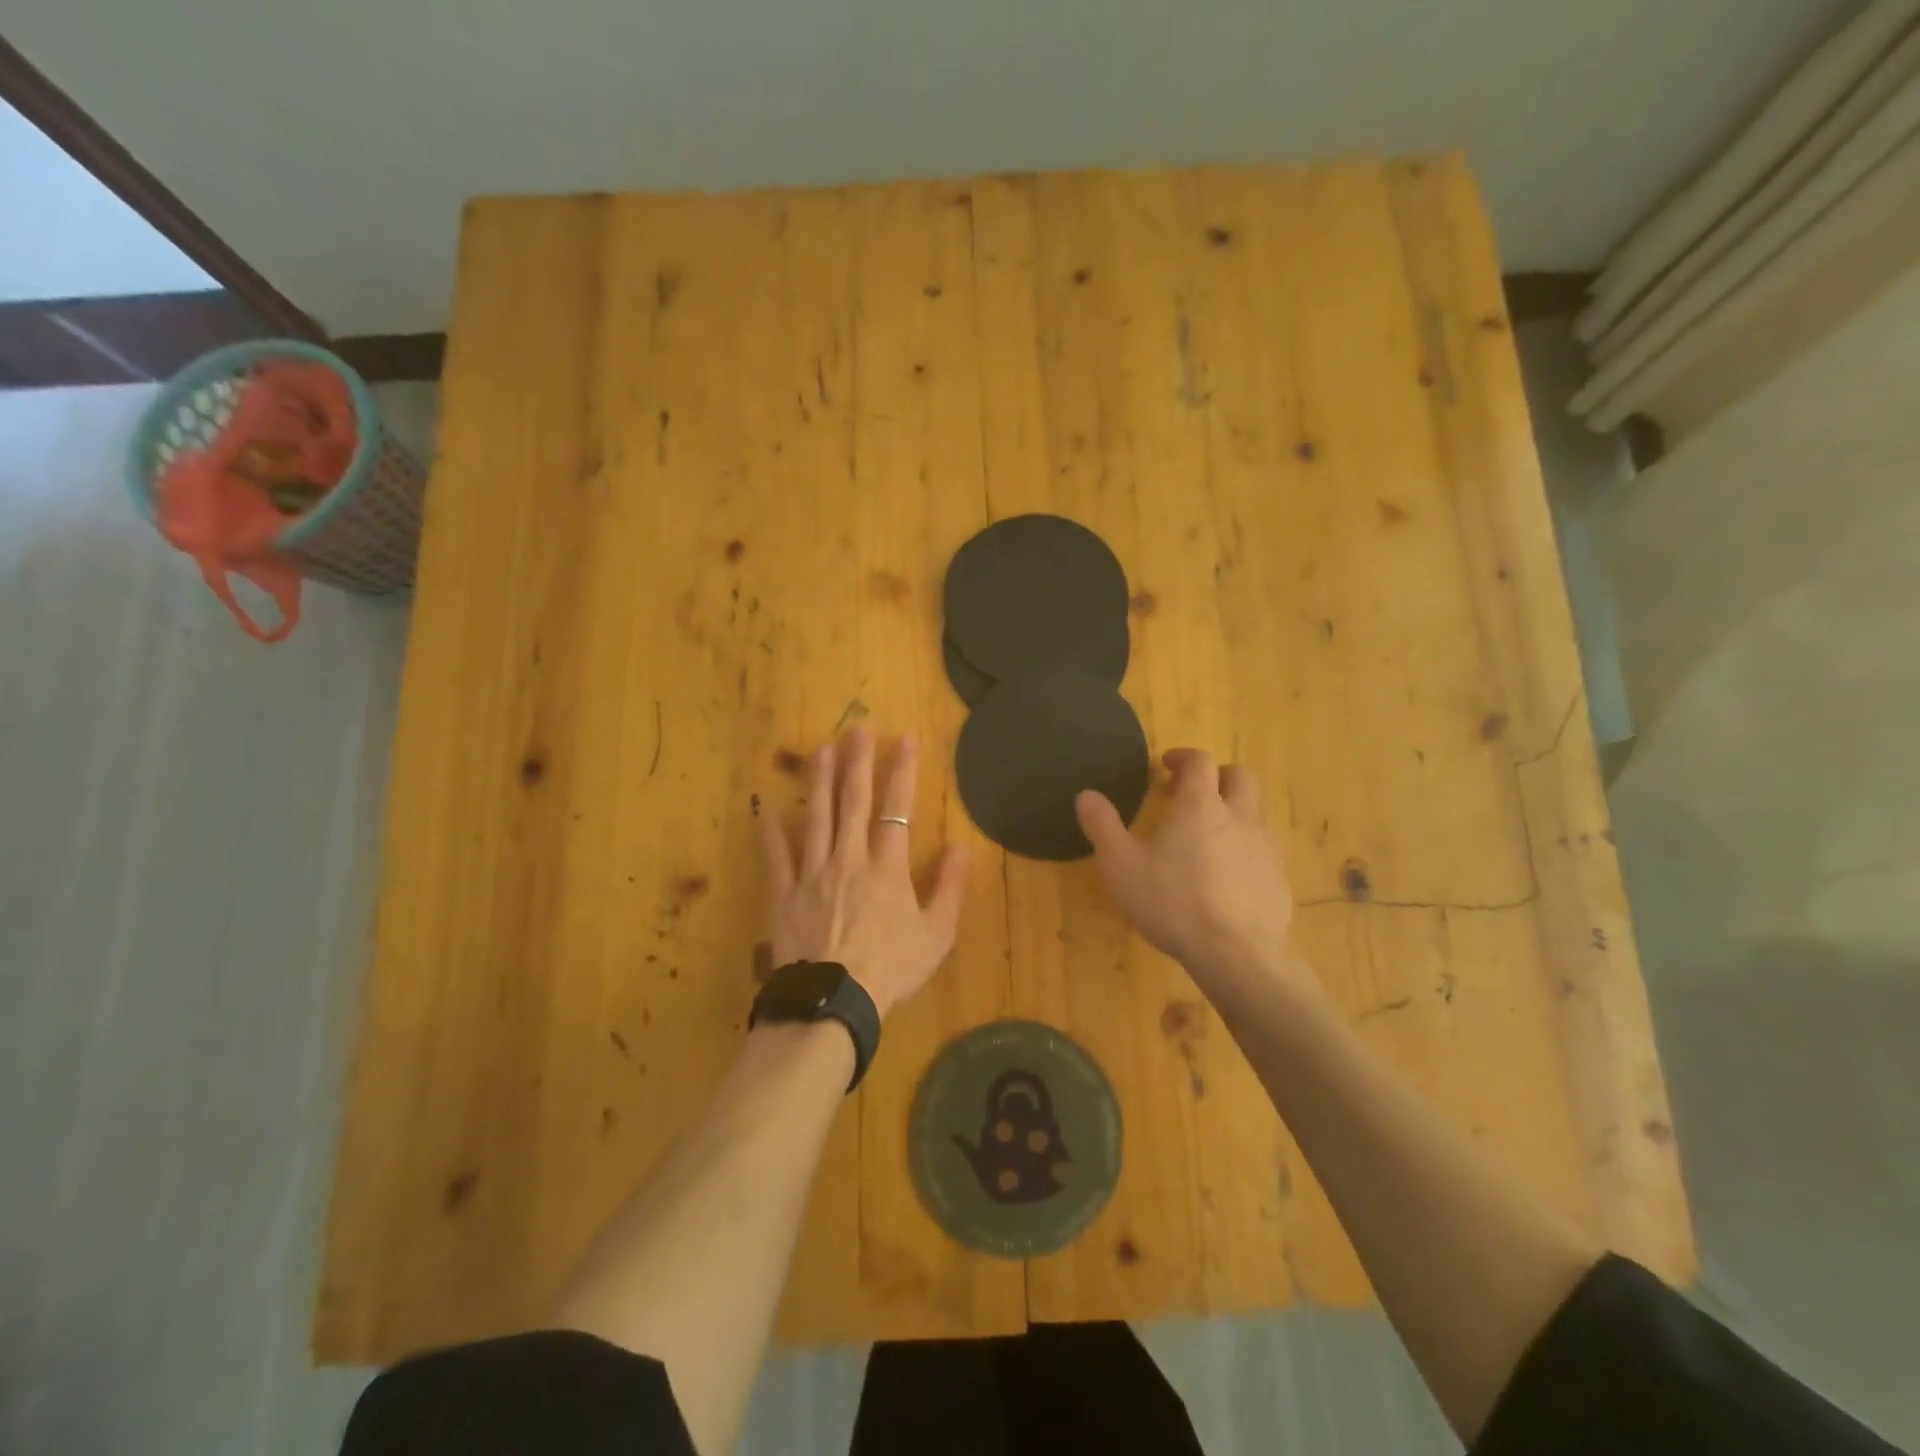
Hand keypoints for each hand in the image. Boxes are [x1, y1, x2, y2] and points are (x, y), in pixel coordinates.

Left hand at [760, 727, 968, 1019]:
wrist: (833, 1002)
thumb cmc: (891, 969)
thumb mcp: (937, 934)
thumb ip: (949, 887)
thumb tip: (960, 845)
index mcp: (887, 867)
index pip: (896, 808)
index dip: (903, 770)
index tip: (905, 739)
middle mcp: (848, 858)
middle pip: (853, 801)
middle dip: (858, 761)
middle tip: (857, 728)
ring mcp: (812, 873)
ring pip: (816, 817)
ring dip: (819, 780)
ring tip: (820, 749)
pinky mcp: (784, 894)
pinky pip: (775, 857)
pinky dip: (770, 831)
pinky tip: (765, 806)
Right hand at [1076, 749, 1301, 995]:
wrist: (1237, 954)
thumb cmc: (1172, 903)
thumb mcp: (1121, 866)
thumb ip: (1103, 827)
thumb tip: (1086, 795)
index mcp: (1200, 806)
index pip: (1199, 761)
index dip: (1183, 757)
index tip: (1167, 765)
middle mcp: (1239, 816)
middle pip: (1239, 777)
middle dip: (1217, 777)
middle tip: (1192, 794)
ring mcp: (1265, 847)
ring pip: (1257, 811)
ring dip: (1235, 810)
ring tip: (1209, 835)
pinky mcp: (1279, 878)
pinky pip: (1265, 848)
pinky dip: (1247, 847)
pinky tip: (1228, 874)